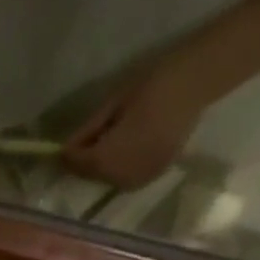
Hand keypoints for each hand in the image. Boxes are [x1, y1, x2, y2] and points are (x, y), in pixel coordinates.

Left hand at [61, 54, 216, 189]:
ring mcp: (142, 178)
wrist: (198, 80)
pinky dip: (119, 168)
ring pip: (109, 179)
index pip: (80, 164)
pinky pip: (127, 177)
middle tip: (82, 144)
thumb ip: (89, 130)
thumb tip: (67, 148)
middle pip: (93, 174)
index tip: (61, 148)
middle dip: (85, 162)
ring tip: (103, 144)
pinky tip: (123, 151)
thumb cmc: (154, 83)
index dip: (69, 156)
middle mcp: (124, 175)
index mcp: (112, 156)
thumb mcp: (113, 104)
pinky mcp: (155, 174)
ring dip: (101, 167)